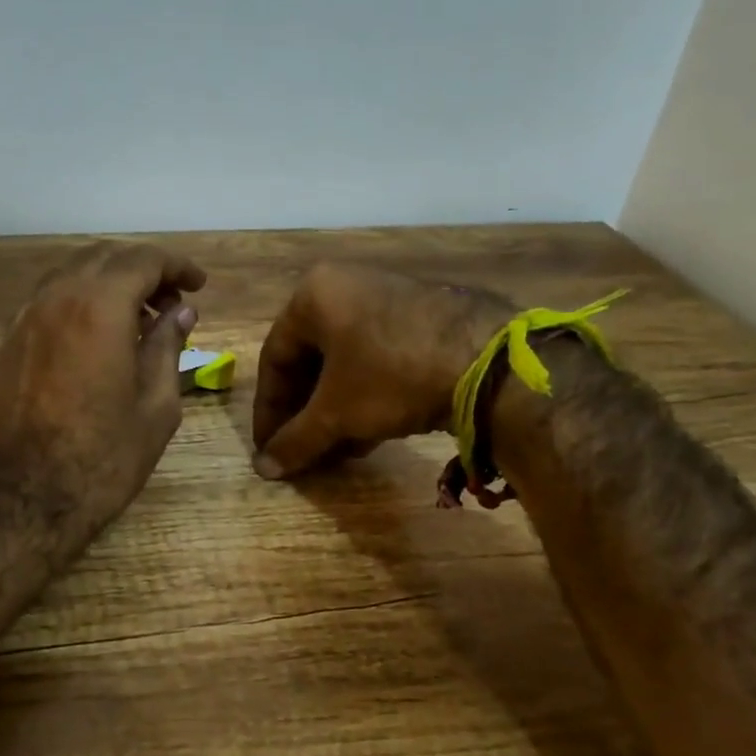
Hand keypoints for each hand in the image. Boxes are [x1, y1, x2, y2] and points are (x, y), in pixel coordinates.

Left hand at [0, 240, 206, 534]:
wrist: (24, 498)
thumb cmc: (103, 457)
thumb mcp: (155, 406)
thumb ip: (167, 348)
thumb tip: (180, 313)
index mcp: (100, 307)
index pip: (143, 260)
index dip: (176, 266)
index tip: (197, 285)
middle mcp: (57, 298)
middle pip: (104, 258)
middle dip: (142, 271)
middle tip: (170, 303)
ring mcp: (25, 319)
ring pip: (71, 276)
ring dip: (108, 284)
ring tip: (136, 320)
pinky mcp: (8, 343)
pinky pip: (49, 301)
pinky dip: (79, 303)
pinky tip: (96, 338)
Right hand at [252, 263, 510, 478]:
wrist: (491, 361)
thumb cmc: (392, 375)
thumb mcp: (337, 413)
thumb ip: (295, 440)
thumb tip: (264, 468)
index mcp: (314, 295)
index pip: (275, 359)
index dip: (268, 411)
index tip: (268, 448)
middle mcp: (347, 287)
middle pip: (311, 360)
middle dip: (305, 413)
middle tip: (301, 450)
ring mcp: (389, 299)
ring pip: (346, 363)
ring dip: (334, 410)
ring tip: (334, 451)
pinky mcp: (423, 318)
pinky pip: (378, 360)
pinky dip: (366, 397)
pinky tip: (368, 435)